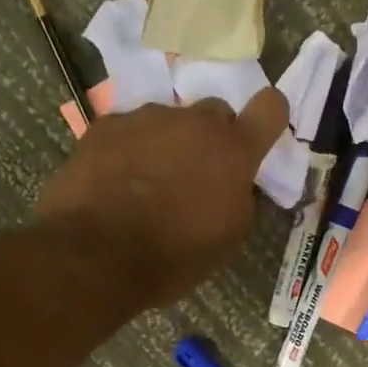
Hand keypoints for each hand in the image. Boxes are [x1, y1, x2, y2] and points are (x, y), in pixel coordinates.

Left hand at [36, 90, 289, 305]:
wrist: (97, 255)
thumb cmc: (174, 257)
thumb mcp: (227, 240)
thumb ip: (241, 200)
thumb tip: (237, 184)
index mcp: (232, 152)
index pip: (271, 108)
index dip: (268, 120)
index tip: (259, 138)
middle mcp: (193, 122)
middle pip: (215, 113)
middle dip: (212, 140)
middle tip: (196, 178)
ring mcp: (146, 118)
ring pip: (169, 122)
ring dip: (168, 146)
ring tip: (148, 187)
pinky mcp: (106, 125)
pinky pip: (129, 131)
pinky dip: (130, 151)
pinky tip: (116, 185)